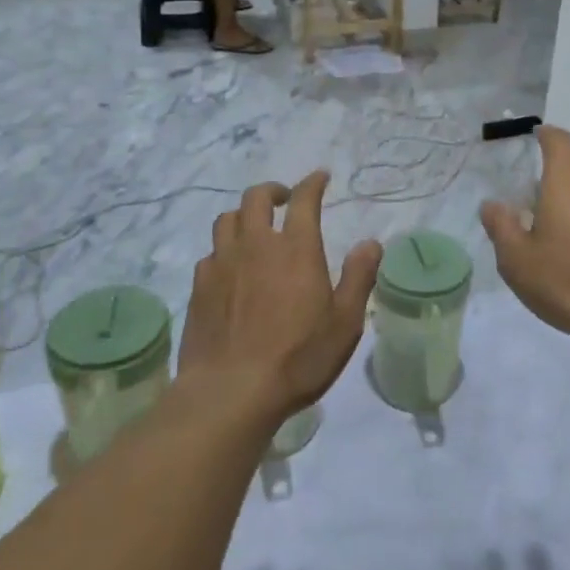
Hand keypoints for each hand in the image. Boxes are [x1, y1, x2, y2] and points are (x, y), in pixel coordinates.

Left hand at [181, 172, 382, 421]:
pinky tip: (230, 269)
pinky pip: (210, 253)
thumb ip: (359, 277)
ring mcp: (222, 264)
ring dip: (244, 216)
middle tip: (284, 200)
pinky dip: (224, 250)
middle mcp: (256, 245)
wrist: (231, 392)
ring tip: (254, 229)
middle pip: (256, 198)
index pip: (304, 200)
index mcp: (296, 248)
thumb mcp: (345, 322)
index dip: (312, 183)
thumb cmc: (298, 358)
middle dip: (273, 191)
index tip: (320, 177)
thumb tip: (371, 243)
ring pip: (227, 220)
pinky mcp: (199, 287)